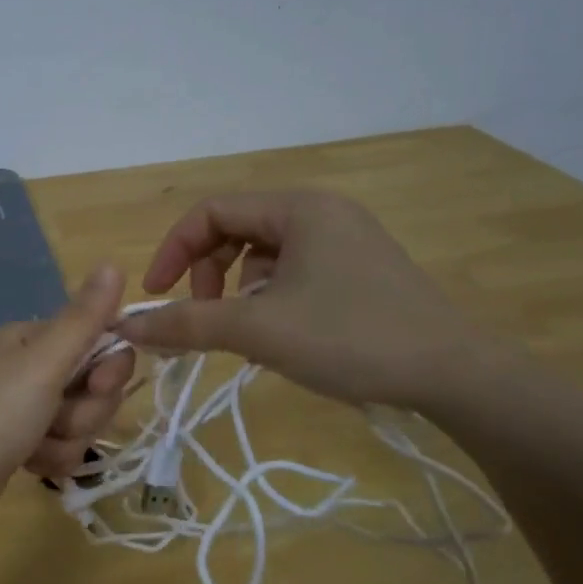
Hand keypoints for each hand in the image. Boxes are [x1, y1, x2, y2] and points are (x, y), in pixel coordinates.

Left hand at [0, 264, 128, 542]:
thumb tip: (113, 263)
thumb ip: (84, 319)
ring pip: (82, 418)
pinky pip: (63, 444)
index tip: (98, 386)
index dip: (109, 368)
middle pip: (94, 383)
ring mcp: (24, 405)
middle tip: (56, 421)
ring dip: (68, 438)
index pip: (100, 341)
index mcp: (33, 338)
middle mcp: (29, 365)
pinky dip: (53, 457)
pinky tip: (30, 464)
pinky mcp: (22, 441)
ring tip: (36, 447)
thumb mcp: (43, 364)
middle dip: (85, 410)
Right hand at [115, 190, 504, 410]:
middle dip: (208, 273)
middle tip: (204, 318)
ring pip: (265, 255)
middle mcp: (322, 212)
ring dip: (239, 291)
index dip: (173, 250)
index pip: (212, 212)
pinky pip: (295, 271)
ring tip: (249, 333)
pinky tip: (283, 336)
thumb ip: (187, 324)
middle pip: (237, 229)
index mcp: (298, 208)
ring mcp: (347, 240)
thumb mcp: (258, 330)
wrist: (456, 375)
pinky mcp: (361, 270)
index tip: (157, 296)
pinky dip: (271, 298)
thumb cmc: (351, 338)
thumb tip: (127, 325)